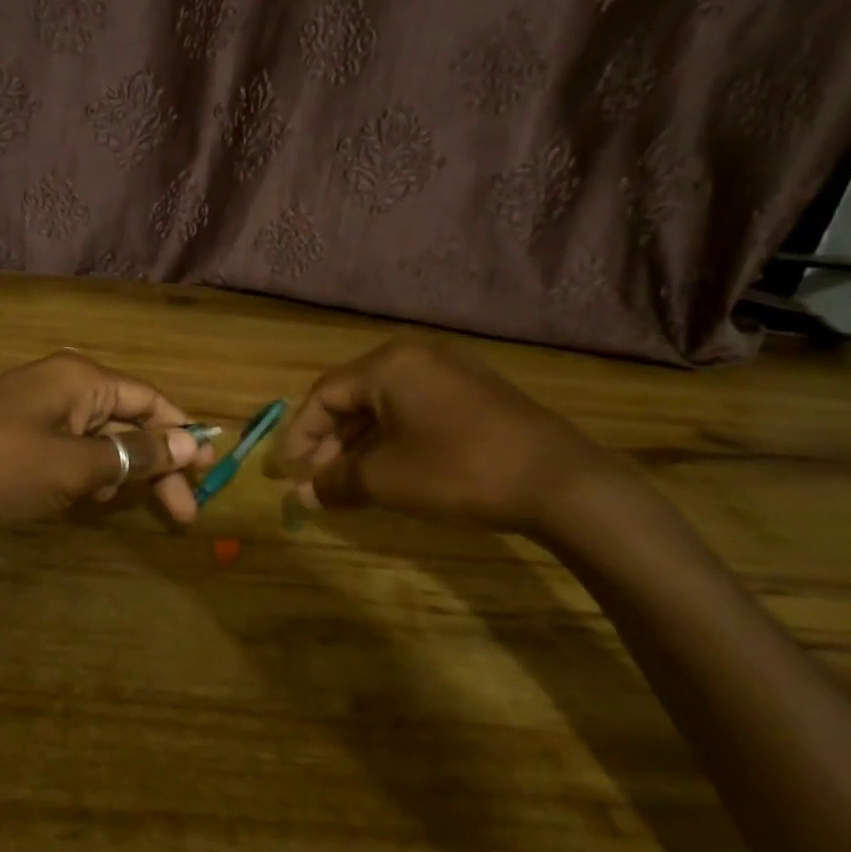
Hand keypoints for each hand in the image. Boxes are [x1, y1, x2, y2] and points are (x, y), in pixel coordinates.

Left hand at [0, 351, 214, 524]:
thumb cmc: (0, 463)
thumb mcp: (76, 465)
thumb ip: (136, 455)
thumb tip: (192, 442)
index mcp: (85, 379)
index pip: (152, 401)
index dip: (184, 437)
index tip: (207, 476)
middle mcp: (65, 382)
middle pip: (128, 421)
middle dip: (155, 466)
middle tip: (181, 515)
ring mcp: (36, 404)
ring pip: (97, 436)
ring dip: (117, 471)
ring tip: (118, 505)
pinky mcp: (13, 427)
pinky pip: (66, 444)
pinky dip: (83, 470)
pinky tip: (82, 497)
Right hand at [268, 337, 616, 535]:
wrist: (560, 481)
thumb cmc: (457, 470)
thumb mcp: (386, 480)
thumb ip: (336, 481)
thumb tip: (301, 495)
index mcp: (388, 365)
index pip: (325, 394)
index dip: (302, 434)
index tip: (290, 471)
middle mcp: (417, 356)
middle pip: (356, 396)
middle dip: (332, 440)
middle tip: (319, 479)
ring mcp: (453, 370)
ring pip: (388, 403)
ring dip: (363, 441)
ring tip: (352, 479)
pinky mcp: (479, 391)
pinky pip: (419, 407)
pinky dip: (396, 436)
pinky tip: (394, 467)